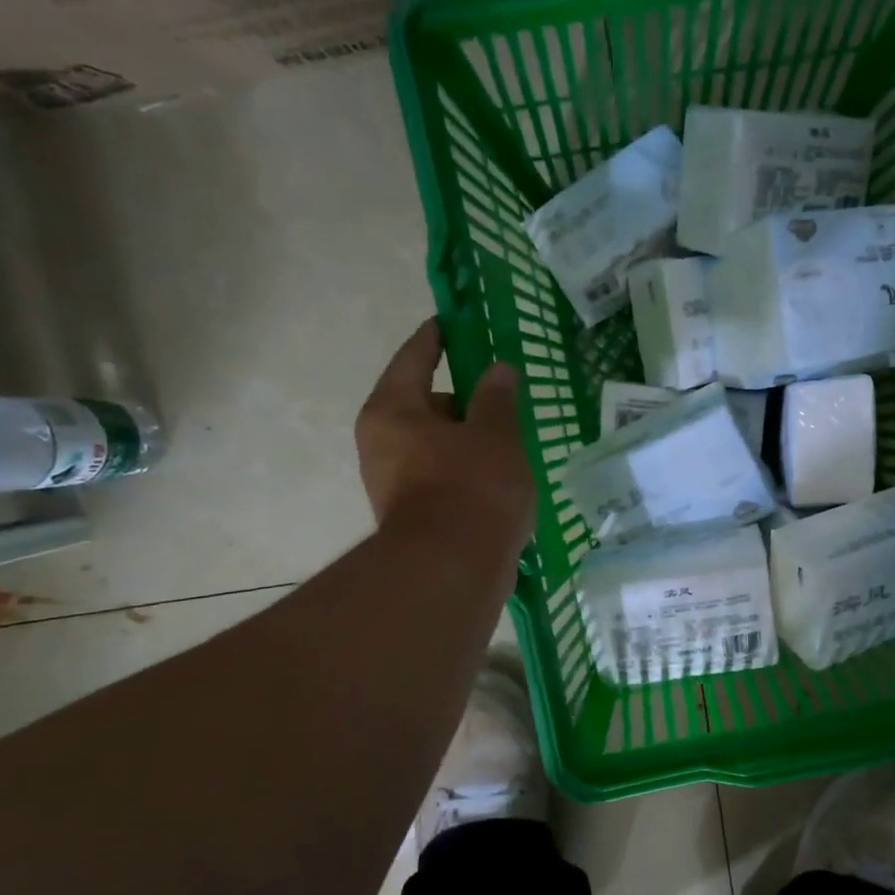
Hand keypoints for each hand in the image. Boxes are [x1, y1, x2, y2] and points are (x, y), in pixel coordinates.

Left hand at [356, 319, 534, 561]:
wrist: (453, 572)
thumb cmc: (472, 489)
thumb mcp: (495, 435)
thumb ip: (497, 398)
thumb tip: (498, 370)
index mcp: (393, 411)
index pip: (415, 357)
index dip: (436, 337)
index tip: (452, 322)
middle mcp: (382, 442)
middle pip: (425, 404)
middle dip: (464, 399)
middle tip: (504, 396)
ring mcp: (393, 482)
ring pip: (437, 444)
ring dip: (469, 439)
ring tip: (511, 440)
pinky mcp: (413, 514)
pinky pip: (443, 475)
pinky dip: (467, 470)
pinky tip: (501, 478)